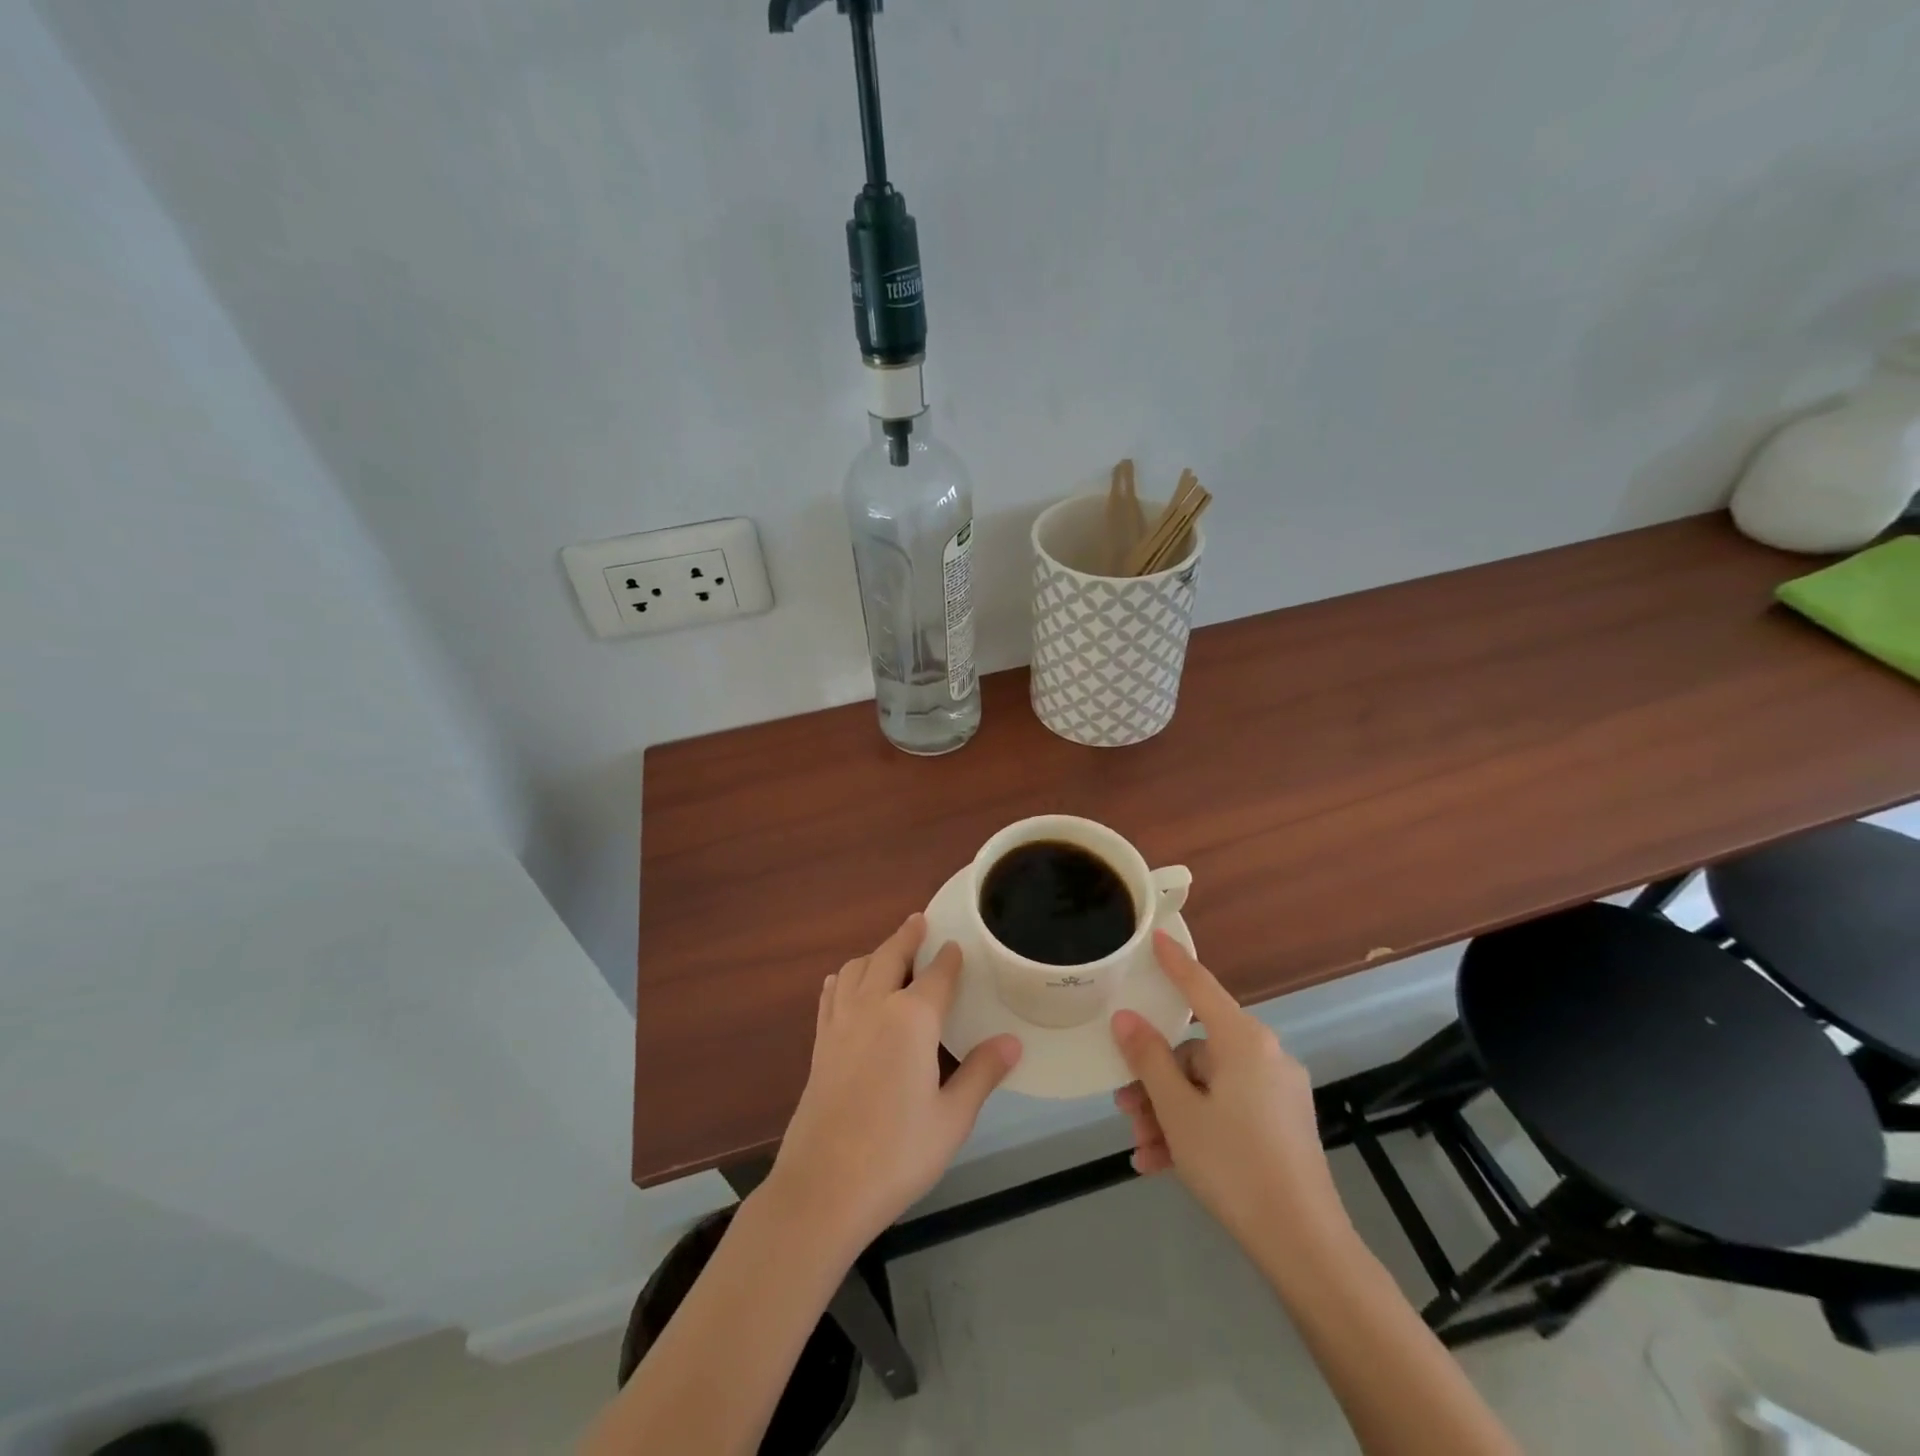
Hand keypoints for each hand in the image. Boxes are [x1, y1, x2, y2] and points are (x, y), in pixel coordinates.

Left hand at [769, 914, 1021, 1253]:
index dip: (949, 958)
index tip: (957, 944)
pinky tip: (845, 984)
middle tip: (919, 921)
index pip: (937, 975)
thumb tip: (1012, 1041)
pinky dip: (844, 978)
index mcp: (911, 1019)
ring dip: (874, 953)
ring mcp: (840, 1023)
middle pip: (890, 957)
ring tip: (887, 951)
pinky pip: (831, 994)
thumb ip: (981, 1073)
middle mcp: (874, 1007)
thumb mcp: (952, 1118)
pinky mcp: (819, 1044)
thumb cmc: (897, 1153)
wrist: (823, 1188)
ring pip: (856, 969)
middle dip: (907, 936)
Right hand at [1111, 932, 1348, 1250]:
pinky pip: (1227, 1110)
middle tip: (1125, 1108)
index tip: (1156, 936)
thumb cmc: (1234, 1165)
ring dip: (1170, 1114)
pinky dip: (1196, 1130)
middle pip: (1196, 1052)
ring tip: (1142, 1150)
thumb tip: (1126, 1018)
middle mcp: (1265, 1056)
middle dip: (1156, 1081)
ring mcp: (1276, 1092)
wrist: (1304, 1246)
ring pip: (1207, 1087)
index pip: (1200, 986)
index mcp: (1244, 1041)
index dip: (1174, 962)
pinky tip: (1162, 1165)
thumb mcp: (1178, 1111)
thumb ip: (1149, 1058)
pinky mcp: (1281, 1124)